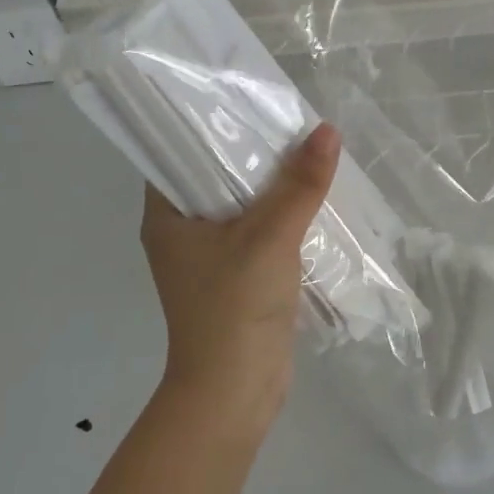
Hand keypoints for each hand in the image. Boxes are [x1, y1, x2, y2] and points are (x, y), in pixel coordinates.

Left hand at [140, 124, 339, 419]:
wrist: (234, 391)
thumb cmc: (235, 307)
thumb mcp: (270, 236)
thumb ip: (299, 185)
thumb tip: (327, 131)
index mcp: (166, 217)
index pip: (178, 153)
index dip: (209, 125)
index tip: (245, 102)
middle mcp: (180, 233)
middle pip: (214, 178)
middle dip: (251, 155)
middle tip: (287, 123)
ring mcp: (207, 259)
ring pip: (240, 208)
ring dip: (270, 188)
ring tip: (305, 153)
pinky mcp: (235, 279)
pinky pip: (257, 234)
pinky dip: (279, 218)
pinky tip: (310, 201)